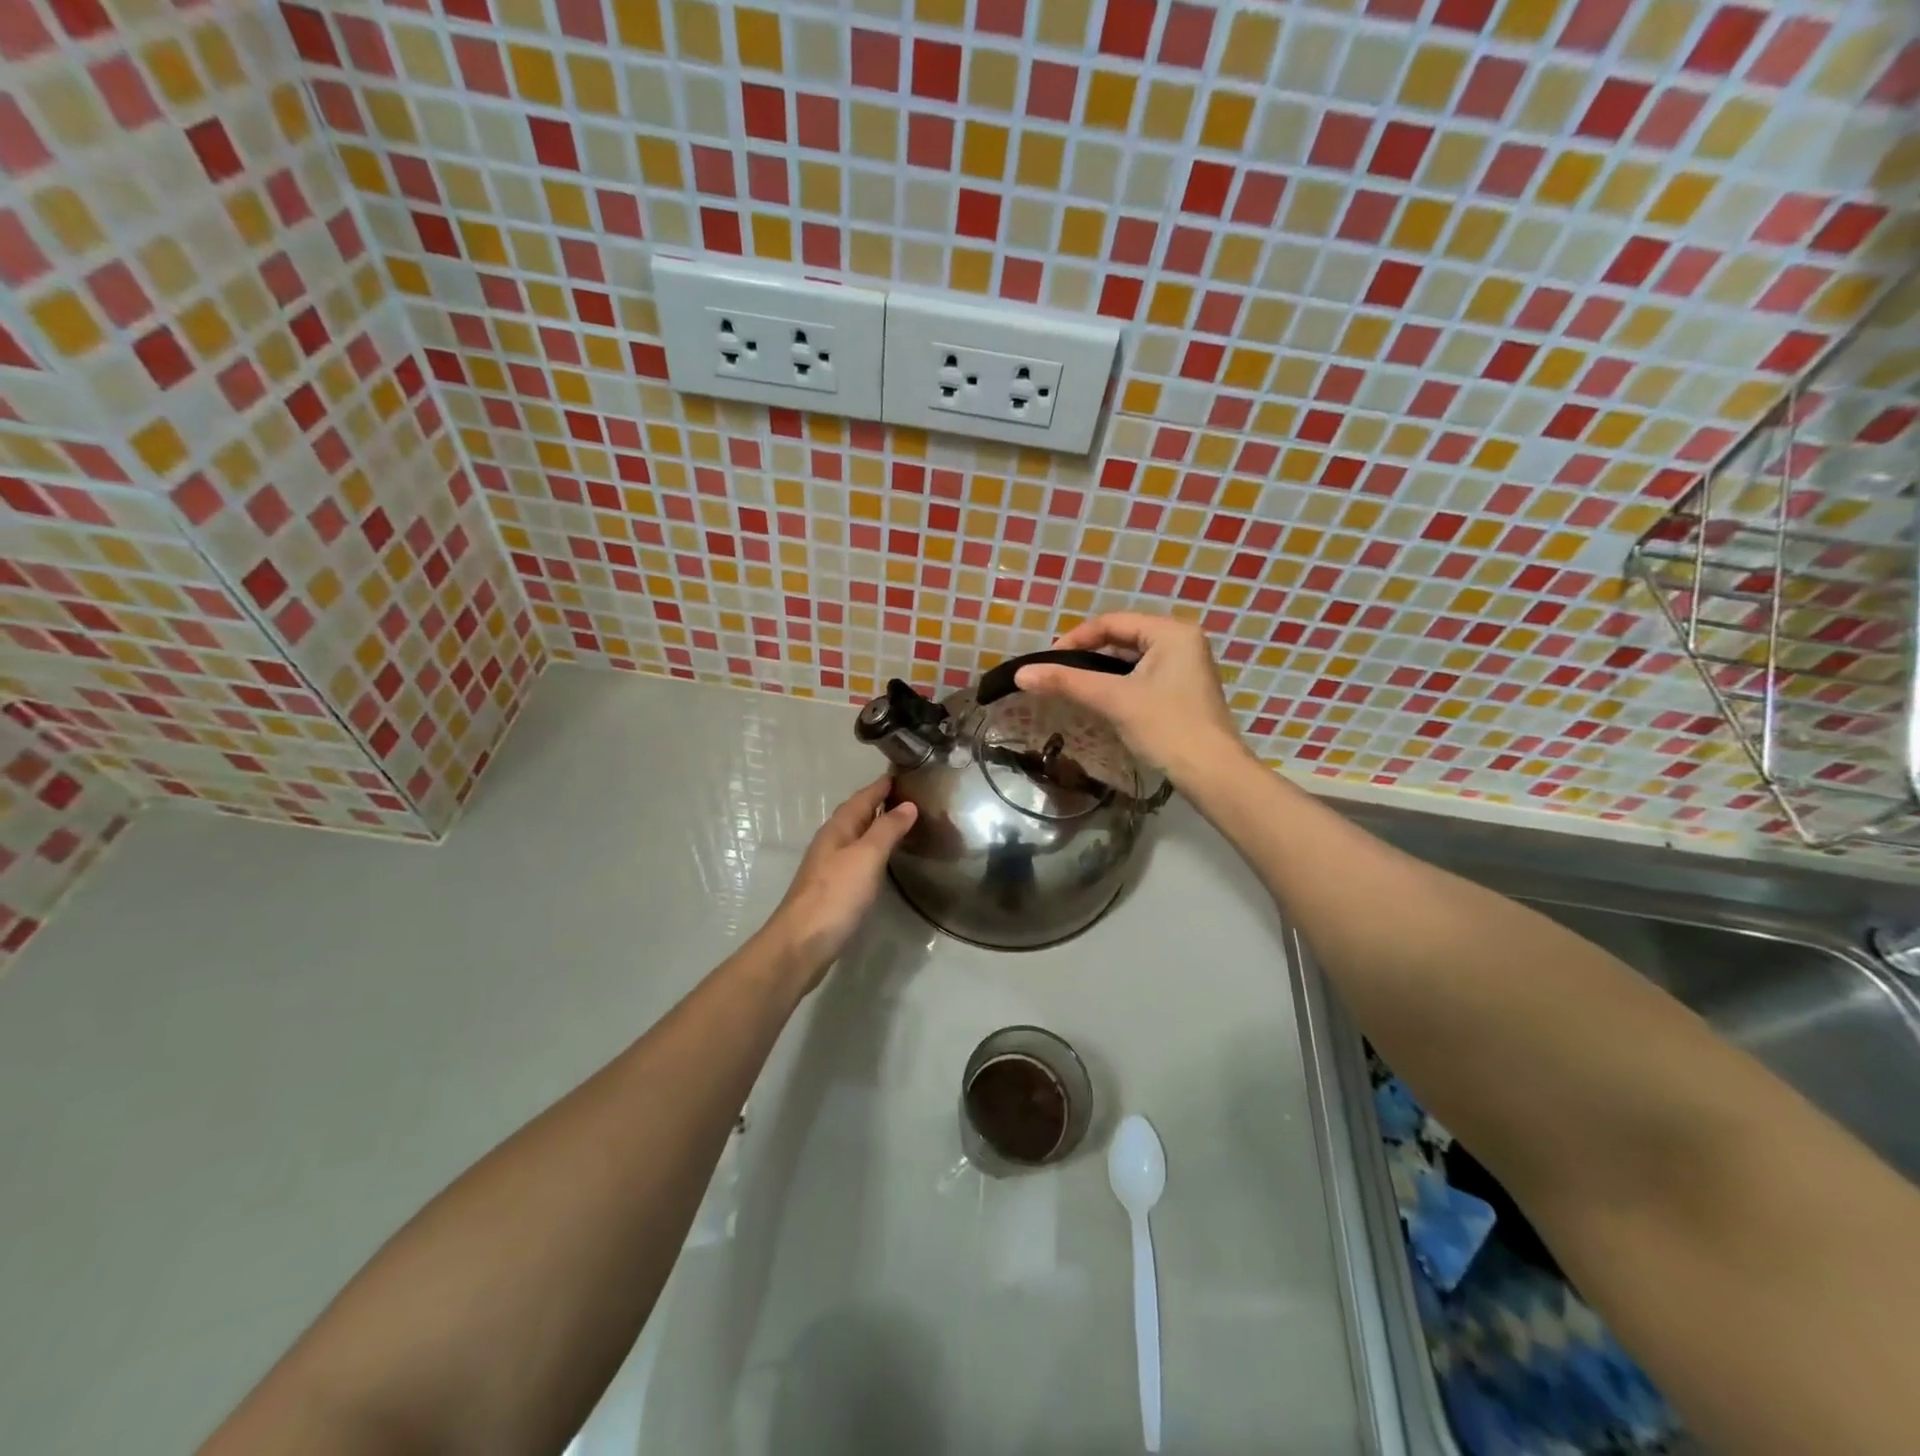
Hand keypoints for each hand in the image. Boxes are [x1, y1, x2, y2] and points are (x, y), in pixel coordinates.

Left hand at [762, 777, 916, 992]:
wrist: (802, 944)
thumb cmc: (836, 895)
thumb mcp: (867, 857)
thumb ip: (887, 829)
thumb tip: (908, 805)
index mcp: (838, 829)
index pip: (862, 798)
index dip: (881, 786)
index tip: (902, 774)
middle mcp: (831, 843)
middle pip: (856, 815)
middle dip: (879, 803)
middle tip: (908, 797)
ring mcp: (829, 867)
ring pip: (855, 837)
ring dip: (875, 827)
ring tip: (901, 824)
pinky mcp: (832, 890)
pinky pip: (856, 858)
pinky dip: (871, 851)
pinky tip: (882, 860)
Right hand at [1014, 613, 1244, 782]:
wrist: (1212, 774)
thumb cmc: (1166, 727)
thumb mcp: (1113, 700)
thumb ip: (1066, 682)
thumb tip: (1020, 674)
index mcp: (1171, 631)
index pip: (1112, 623)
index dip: (1075, 639)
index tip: (1047, 662)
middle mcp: (1183, 640)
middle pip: (1123, 639)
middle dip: (1088, 656)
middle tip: (1058, 676)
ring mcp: (1187, 666)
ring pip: (1132, 660)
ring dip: (1102, 672)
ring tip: (1073, 689)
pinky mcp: (1184, 690)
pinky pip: (1144, 676)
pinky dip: (1120, 685)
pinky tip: (1101, 702)